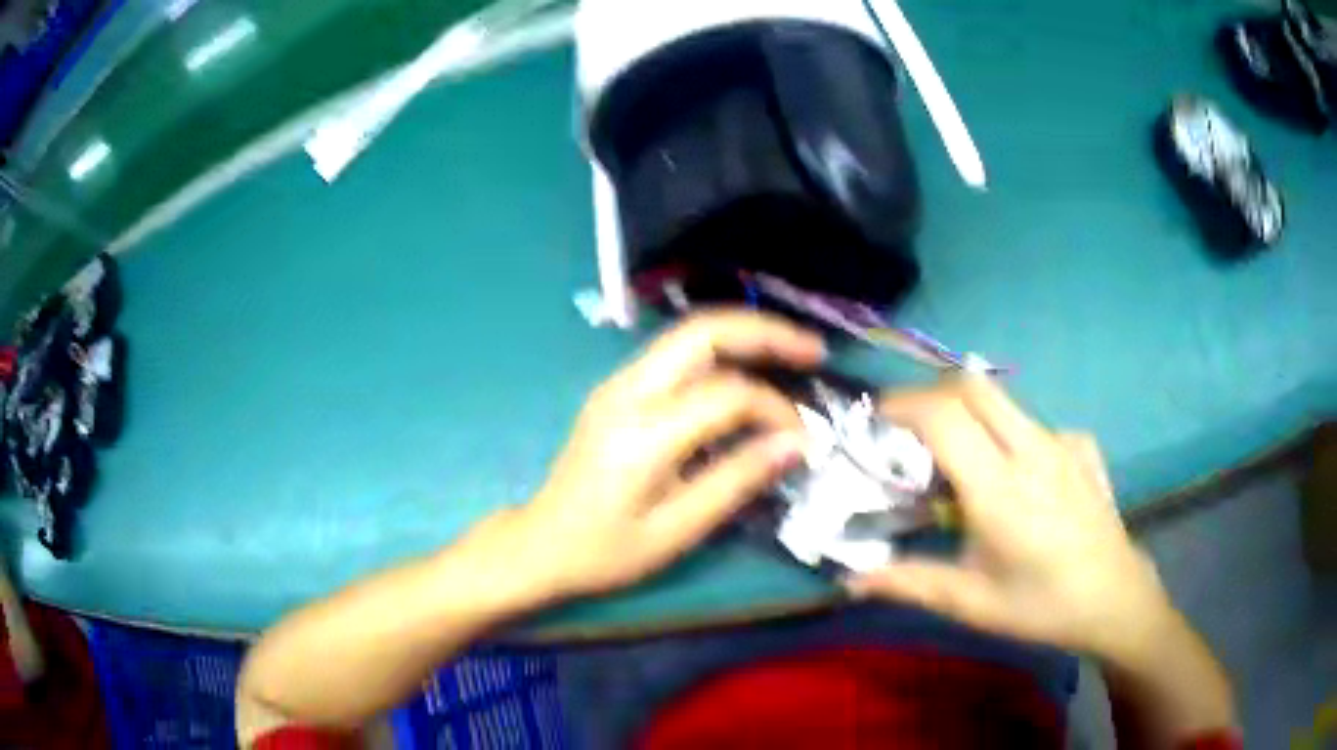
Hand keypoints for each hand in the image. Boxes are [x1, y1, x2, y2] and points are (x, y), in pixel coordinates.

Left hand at [511, 310, 822, 598]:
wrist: (541, 543)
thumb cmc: (605, 550)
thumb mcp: (677, 531)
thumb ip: (737, 481)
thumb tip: (796, 444)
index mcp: (642, 433)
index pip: (727, 394)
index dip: (775, 410)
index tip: (803, 440)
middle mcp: (627, 391)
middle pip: (703, 331)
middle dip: (765, 332)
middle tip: (814, 351)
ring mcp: (617, 384)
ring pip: (689, 334)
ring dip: (744, 336)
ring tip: (792, 353)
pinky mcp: (616, 390)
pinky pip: (676, 355)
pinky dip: (720, 353)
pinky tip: (748, 371)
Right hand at [848, 376, 1176, 661]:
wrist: (1115, 600)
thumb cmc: (1042, 606)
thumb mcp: (973, 603)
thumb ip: (910, 584)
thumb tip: (850, 581)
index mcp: (1001, 490)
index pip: (945, 418)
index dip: (904, 405)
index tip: (876, 418)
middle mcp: (1032, 451)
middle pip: (974, 386)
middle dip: (931, 393)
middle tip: (909, 427)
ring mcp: (1063, 443)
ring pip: (1004, 402)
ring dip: (969, 414)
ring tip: (959, 458)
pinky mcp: (1082, 446)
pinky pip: (1035, 425)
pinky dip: (1010, 436)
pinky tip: (1018, 476)